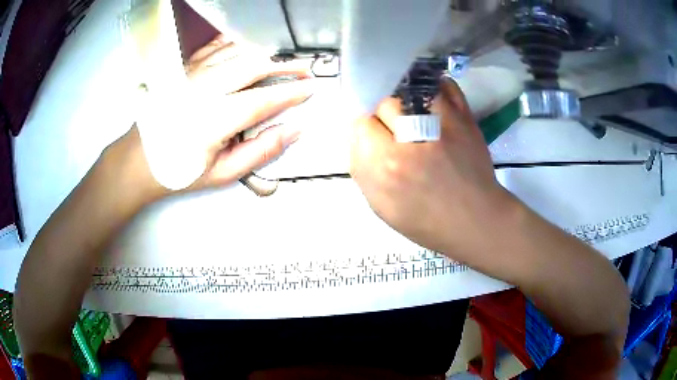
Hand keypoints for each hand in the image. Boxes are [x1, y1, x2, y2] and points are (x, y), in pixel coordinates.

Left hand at [182, 35, 313, 188]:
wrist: (141, 159)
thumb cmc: (180, 169)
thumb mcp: (223, 173)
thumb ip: (260, 151)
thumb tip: (293, 131)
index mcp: (216, 119)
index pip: (264, 99)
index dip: (292, 92)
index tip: (310, 89)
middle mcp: (205, 90)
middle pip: (254, 66)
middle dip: (285, 66)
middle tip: (304, 70)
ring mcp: (193, 74)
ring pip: (238, 51)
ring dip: (265, 53)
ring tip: (282, 61)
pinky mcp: (185, 68)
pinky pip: (216, 46)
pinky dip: (237, 43)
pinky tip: (248, 47)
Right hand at [350, 79, 510, 257]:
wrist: (475, 221)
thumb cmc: (427, 222)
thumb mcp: (382, 207)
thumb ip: (364, 170)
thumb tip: (361, 137)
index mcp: (386, 165)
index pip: (360, 124)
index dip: (368, 132)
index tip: (377, 140)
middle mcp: (411, 140)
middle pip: (384, 103)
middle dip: (386, 117)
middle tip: (399, 132)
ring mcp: (441, 124)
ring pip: (410, 90)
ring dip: (409, 102)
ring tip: (417, 118)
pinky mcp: (465, 117)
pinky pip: (444, 86)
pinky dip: (437, 89)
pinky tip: (434, 103)